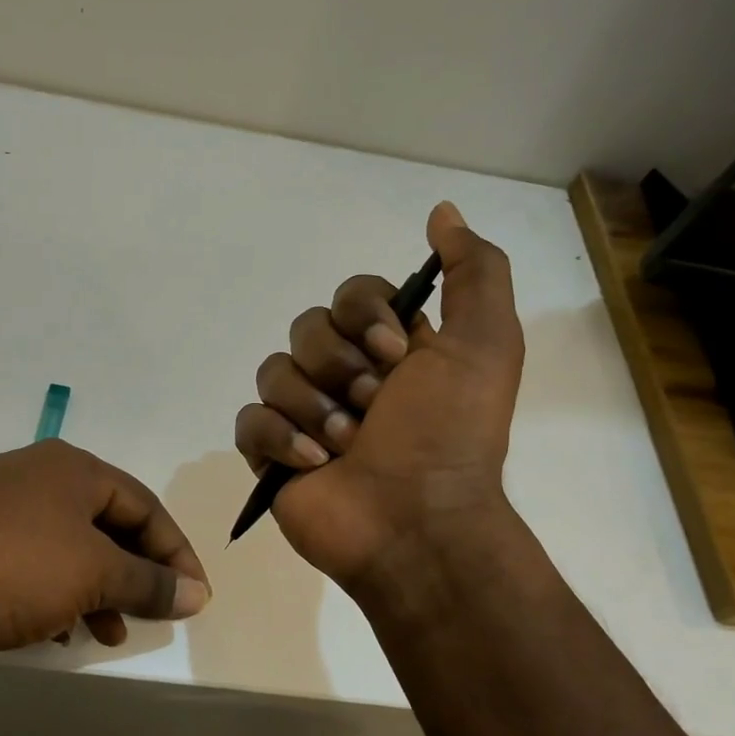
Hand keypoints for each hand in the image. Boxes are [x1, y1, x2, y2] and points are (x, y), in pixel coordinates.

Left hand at [0, 439, 209, 677]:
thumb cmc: (12, 572)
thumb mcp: (93, 576)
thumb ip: (150, 583)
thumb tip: (197, 593)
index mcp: (70, 467)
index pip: (144, 505)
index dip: (176, 552)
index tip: (195, 596)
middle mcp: (35, 476)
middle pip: (107, 524)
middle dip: (134, 573)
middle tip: (154, 613)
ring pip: (69, 547)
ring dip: (98, 590)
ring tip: (109, 634)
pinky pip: (33, 563)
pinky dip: (57, 594)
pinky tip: (60, 631)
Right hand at [234, 201, 524, 589]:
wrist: (418, 524)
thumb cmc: (451, 435)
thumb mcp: (486, 345)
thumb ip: (474, 272)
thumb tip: (442, 211)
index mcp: (389, 350)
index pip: (350, 296)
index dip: (363, 315)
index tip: (393, 353)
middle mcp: (345, 376)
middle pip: (306, 329)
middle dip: (339, 368)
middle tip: (374, 408)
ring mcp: (304, 415)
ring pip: (274, 372)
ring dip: (314, 407)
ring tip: (347, 445)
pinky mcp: (272, 454)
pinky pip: (248, 421)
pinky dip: (279, 437)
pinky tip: (313, 462)